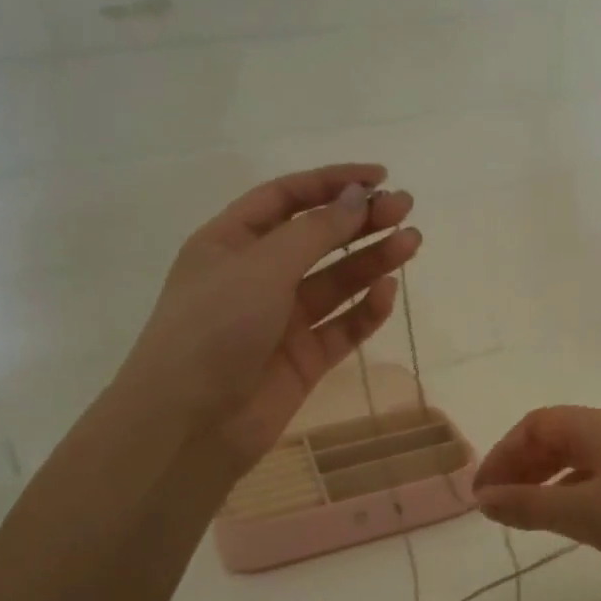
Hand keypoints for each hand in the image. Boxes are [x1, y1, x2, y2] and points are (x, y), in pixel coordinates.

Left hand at [117, 164, 420, 473]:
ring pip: (335, 281)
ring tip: (412, 242)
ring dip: (372, 261)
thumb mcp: (261, 268)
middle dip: (359, 221)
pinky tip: (387, 291)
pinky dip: (365, 310)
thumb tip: (358, 196)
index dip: (331, 183)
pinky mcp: (304, 358)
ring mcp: (281, 320)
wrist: (188, 424)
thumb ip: (315, 232)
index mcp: (230, 243)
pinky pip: (341, 326)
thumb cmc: (213, 329)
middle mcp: (256, 276)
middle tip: (405, 208)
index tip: (378, 177)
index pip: (286, 198)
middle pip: (316, 238)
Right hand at [472, 406, 600, 590]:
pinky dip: (579, 498)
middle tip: (499, 507)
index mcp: (595, 426)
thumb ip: (529, 505)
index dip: (503, 455)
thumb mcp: (583, 512)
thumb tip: (483, 499)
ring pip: (582, 463)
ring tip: (530, 518)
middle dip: (522, 468)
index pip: (534, 425)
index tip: (482, 495)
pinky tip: (580, 527)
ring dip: (549, 484)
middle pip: (556, 439)